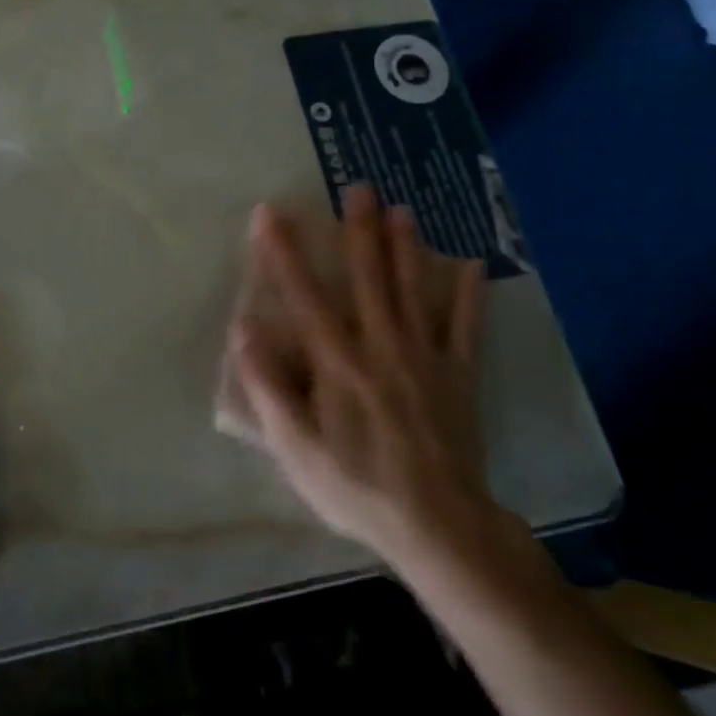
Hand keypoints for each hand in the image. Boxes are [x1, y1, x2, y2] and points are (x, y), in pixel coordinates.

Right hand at [230, 186, 497, 570]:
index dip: (284, 252)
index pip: (305, 295)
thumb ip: (269, 388)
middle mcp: (381, 346)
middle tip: (357, 187)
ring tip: (401, 208)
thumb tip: (244, 331)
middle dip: (358, 230)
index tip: (270, 213)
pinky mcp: (458, 376)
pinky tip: (472, 265)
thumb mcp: (296, 448)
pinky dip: (469, 296)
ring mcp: (425, 358)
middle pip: (368, 278)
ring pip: (413, 291)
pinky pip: (466, 328)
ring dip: (405, 247)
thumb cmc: (357, 487)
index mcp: (338, 362)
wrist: (439, 527)